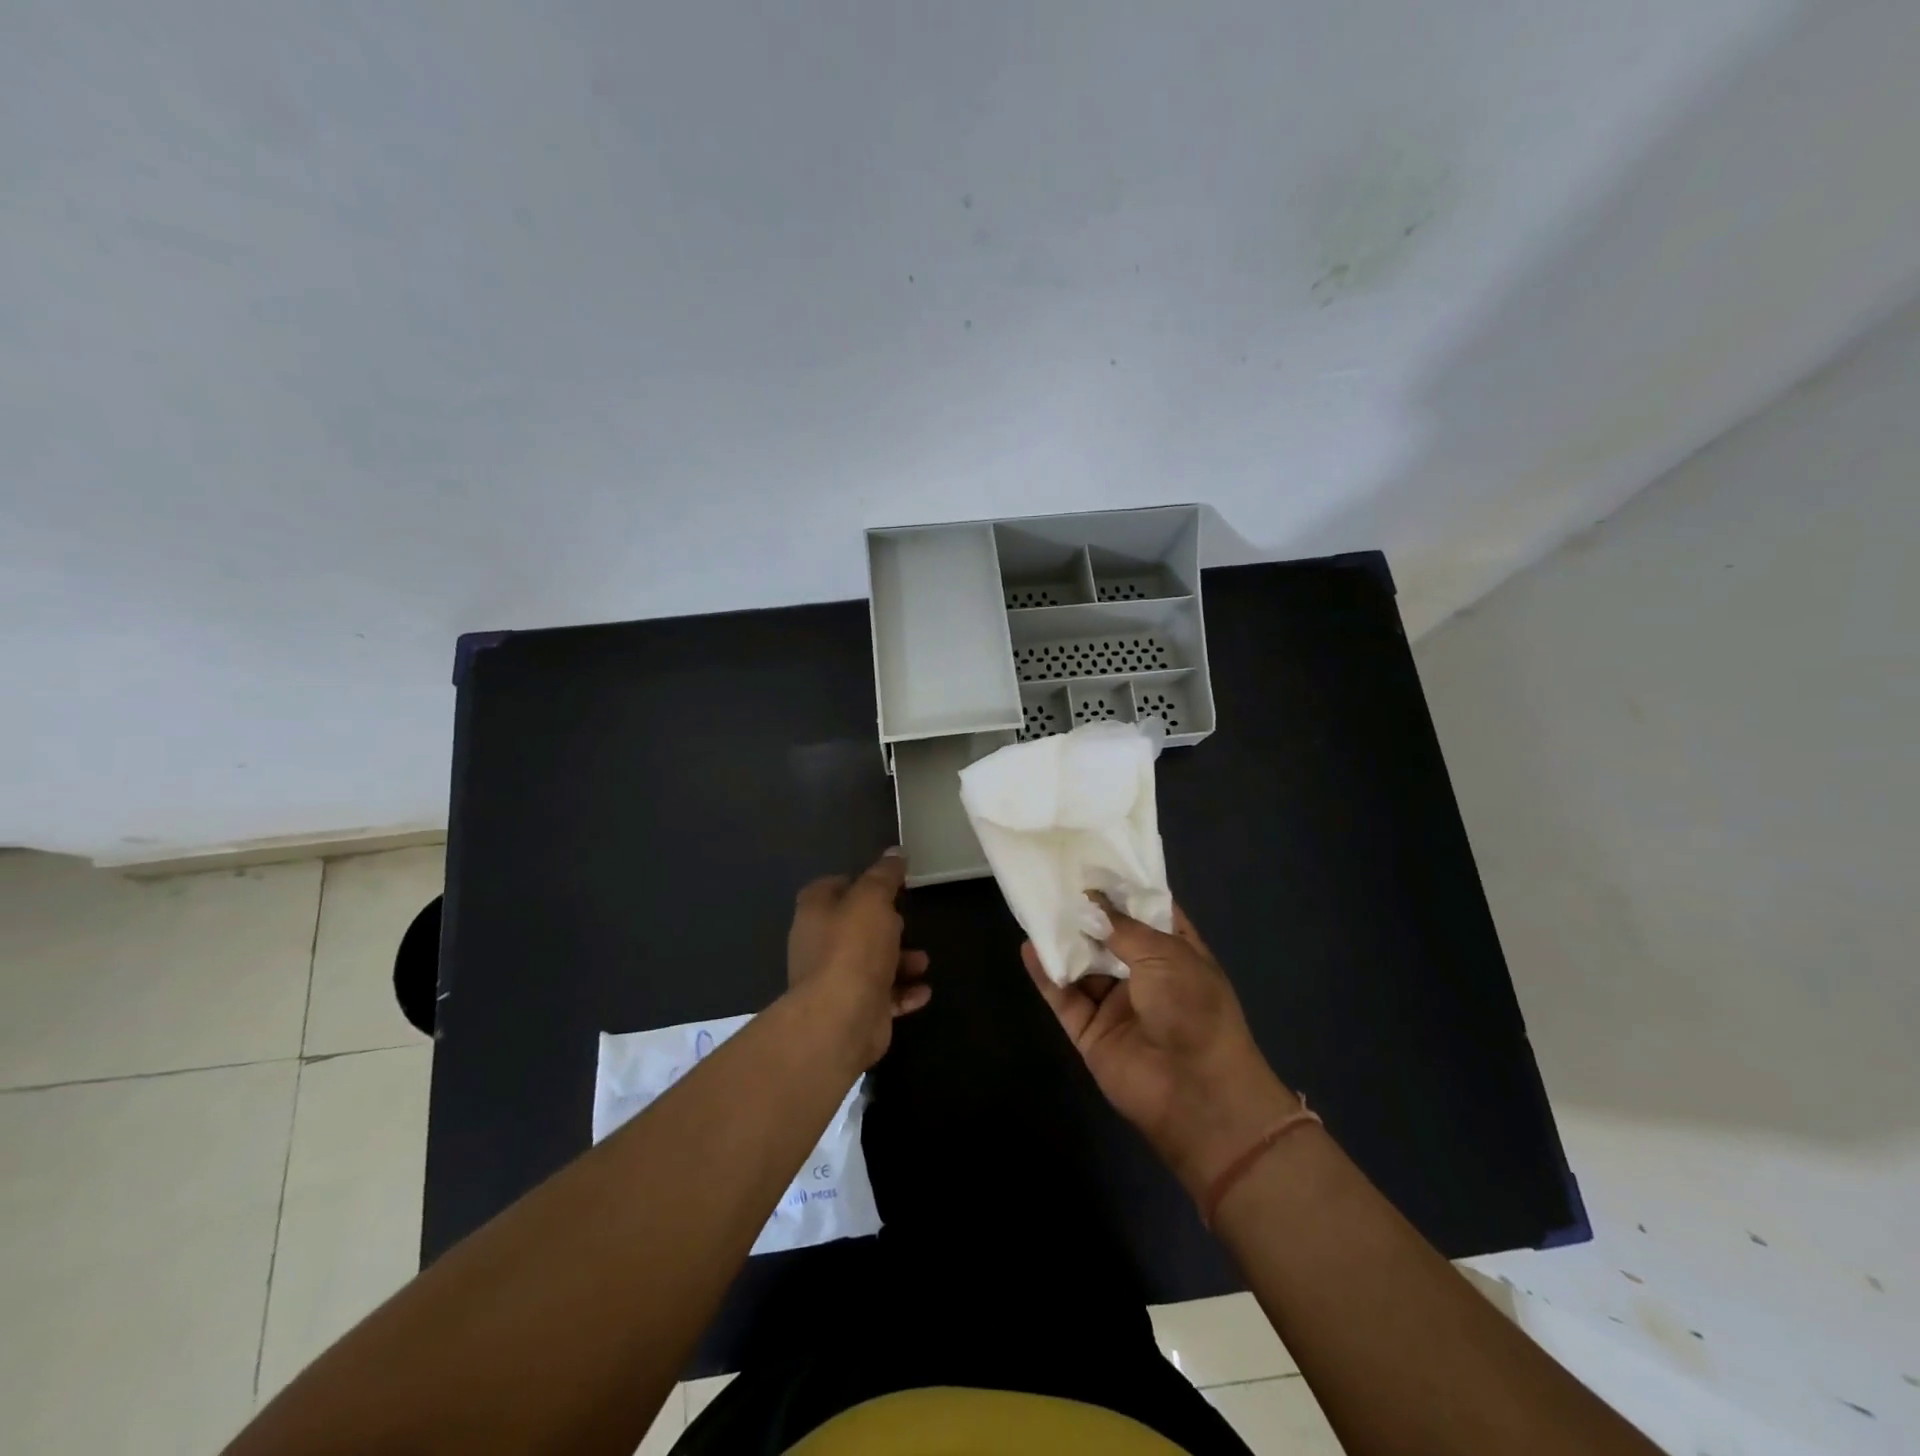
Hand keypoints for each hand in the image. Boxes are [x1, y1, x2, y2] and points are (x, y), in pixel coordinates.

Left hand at [788, 849, 930, 1071]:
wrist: (842, 1018)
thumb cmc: (854, 948)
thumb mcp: (873, 899)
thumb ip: (884, 876)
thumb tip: (895, 853)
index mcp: (815, 913)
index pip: (828, 888)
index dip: (855, 882)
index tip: (884, 883)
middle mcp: (818, 946)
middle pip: (852, 928)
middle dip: (884, 925)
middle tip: (907, 921)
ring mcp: (835, 982)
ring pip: (870, 964)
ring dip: (900, 961)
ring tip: (924, 961)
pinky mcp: (853, 1010)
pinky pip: (882, 997)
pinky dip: (903, 993)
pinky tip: (923, 991)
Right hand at [1024, 901, 1298, 1198]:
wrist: (1195, 1093)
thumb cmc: (1193, 1010)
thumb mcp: (1165, 955)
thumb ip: (1123, 926)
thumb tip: (1093, 899)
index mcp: (1176, 953)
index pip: (1149, 912)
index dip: (1125, 889)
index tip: (1096, 861)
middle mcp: (1146, 975)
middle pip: (1109, 936)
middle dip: (1087, 910)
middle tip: (1055, 877)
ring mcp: (1116, 1004)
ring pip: (1083, 964)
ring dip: (1063, 939)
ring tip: (1035, 903)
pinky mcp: (1090, 1030)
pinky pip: (1064, 996)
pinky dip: (1046, 974)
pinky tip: (1028, 947)